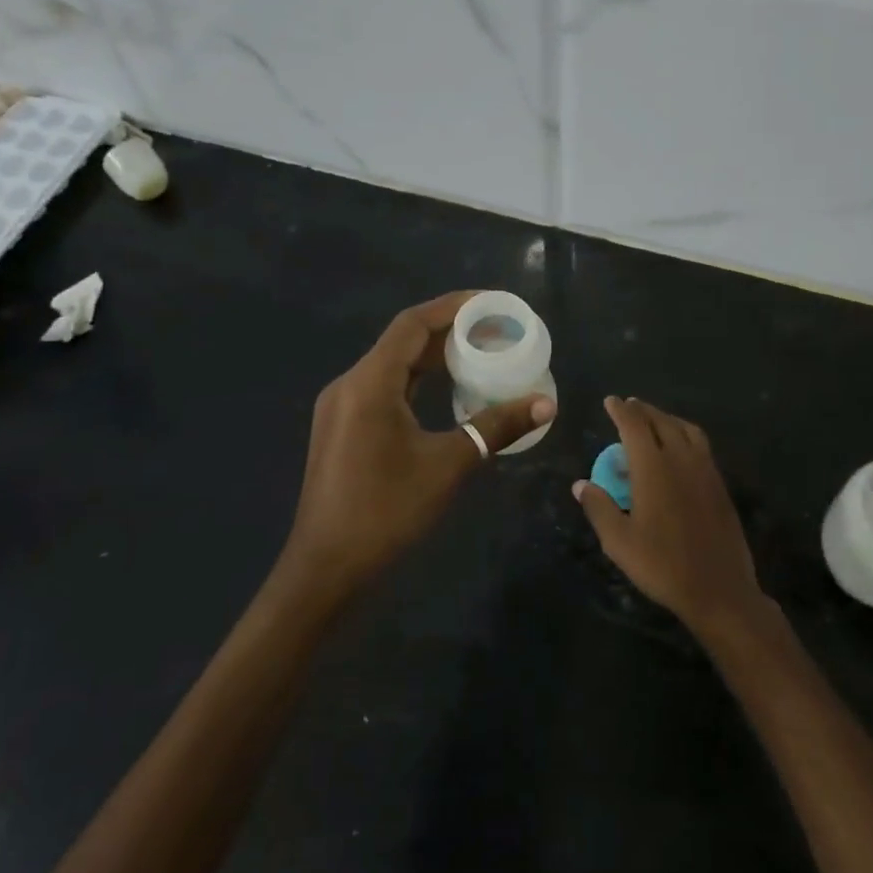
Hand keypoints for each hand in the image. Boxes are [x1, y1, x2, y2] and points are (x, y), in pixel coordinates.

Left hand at [285, 292, 554, 596]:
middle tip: (494, 329)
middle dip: (448, 331)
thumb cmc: (386, 512)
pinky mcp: (343, 428)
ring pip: (393, 366)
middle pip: (402, 341)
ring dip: (433, 357)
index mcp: (369, 383)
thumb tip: (546, 403)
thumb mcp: (448, 465)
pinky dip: (417, 381)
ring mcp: (342, 407)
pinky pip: (384, 388)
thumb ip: (496, 427)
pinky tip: (446, 391)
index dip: (452, 307)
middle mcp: (350, 384)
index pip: (412, 324)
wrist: (326, 569)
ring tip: (478, 353)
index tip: (491, 303)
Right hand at [573, 396, 766, 636]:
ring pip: (686, 430)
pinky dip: (685, 434)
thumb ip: (599, 508)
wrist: (719, 589)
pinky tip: (679, 449)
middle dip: (643, 410)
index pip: (635, 426)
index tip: (610, 401)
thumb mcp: (620, 542)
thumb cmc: (663, 565)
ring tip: (654, 421)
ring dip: (667, 419)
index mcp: (654, 468)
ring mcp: (705, 471)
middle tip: (629, 406)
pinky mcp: (720, 485)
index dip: (621, 411)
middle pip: (662, 422)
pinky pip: (700, 445)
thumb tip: (581, 484)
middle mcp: (681, 460)